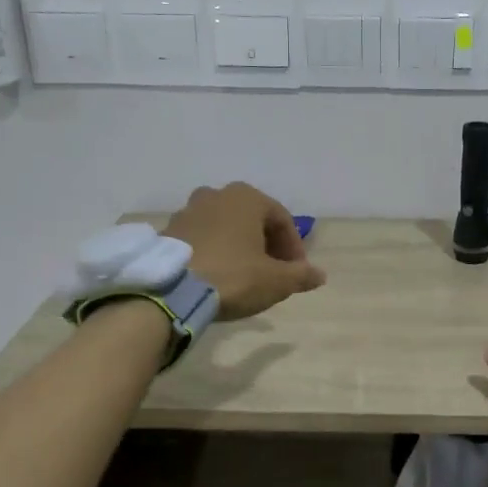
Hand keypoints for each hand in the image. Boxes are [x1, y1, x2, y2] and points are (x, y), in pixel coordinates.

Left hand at [165, 182, 325, 320]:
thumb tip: (319, 275)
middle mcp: (216, 195)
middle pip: (252, 220)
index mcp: (246, 197)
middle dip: (266, 245)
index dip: (294, 248)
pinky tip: (217, 276)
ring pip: (225, 228)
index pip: (282, 219)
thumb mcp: (276, 281)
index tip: (297, 273)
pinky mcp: (168, 232)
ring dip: (239, 247)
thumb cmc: (233, 276)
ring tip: (245, 275)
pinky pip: (201, 239)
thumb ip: (301, 275)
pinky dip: (215, 252)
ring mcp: (188, 211)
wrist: (171, 290)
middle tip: (273, 273)